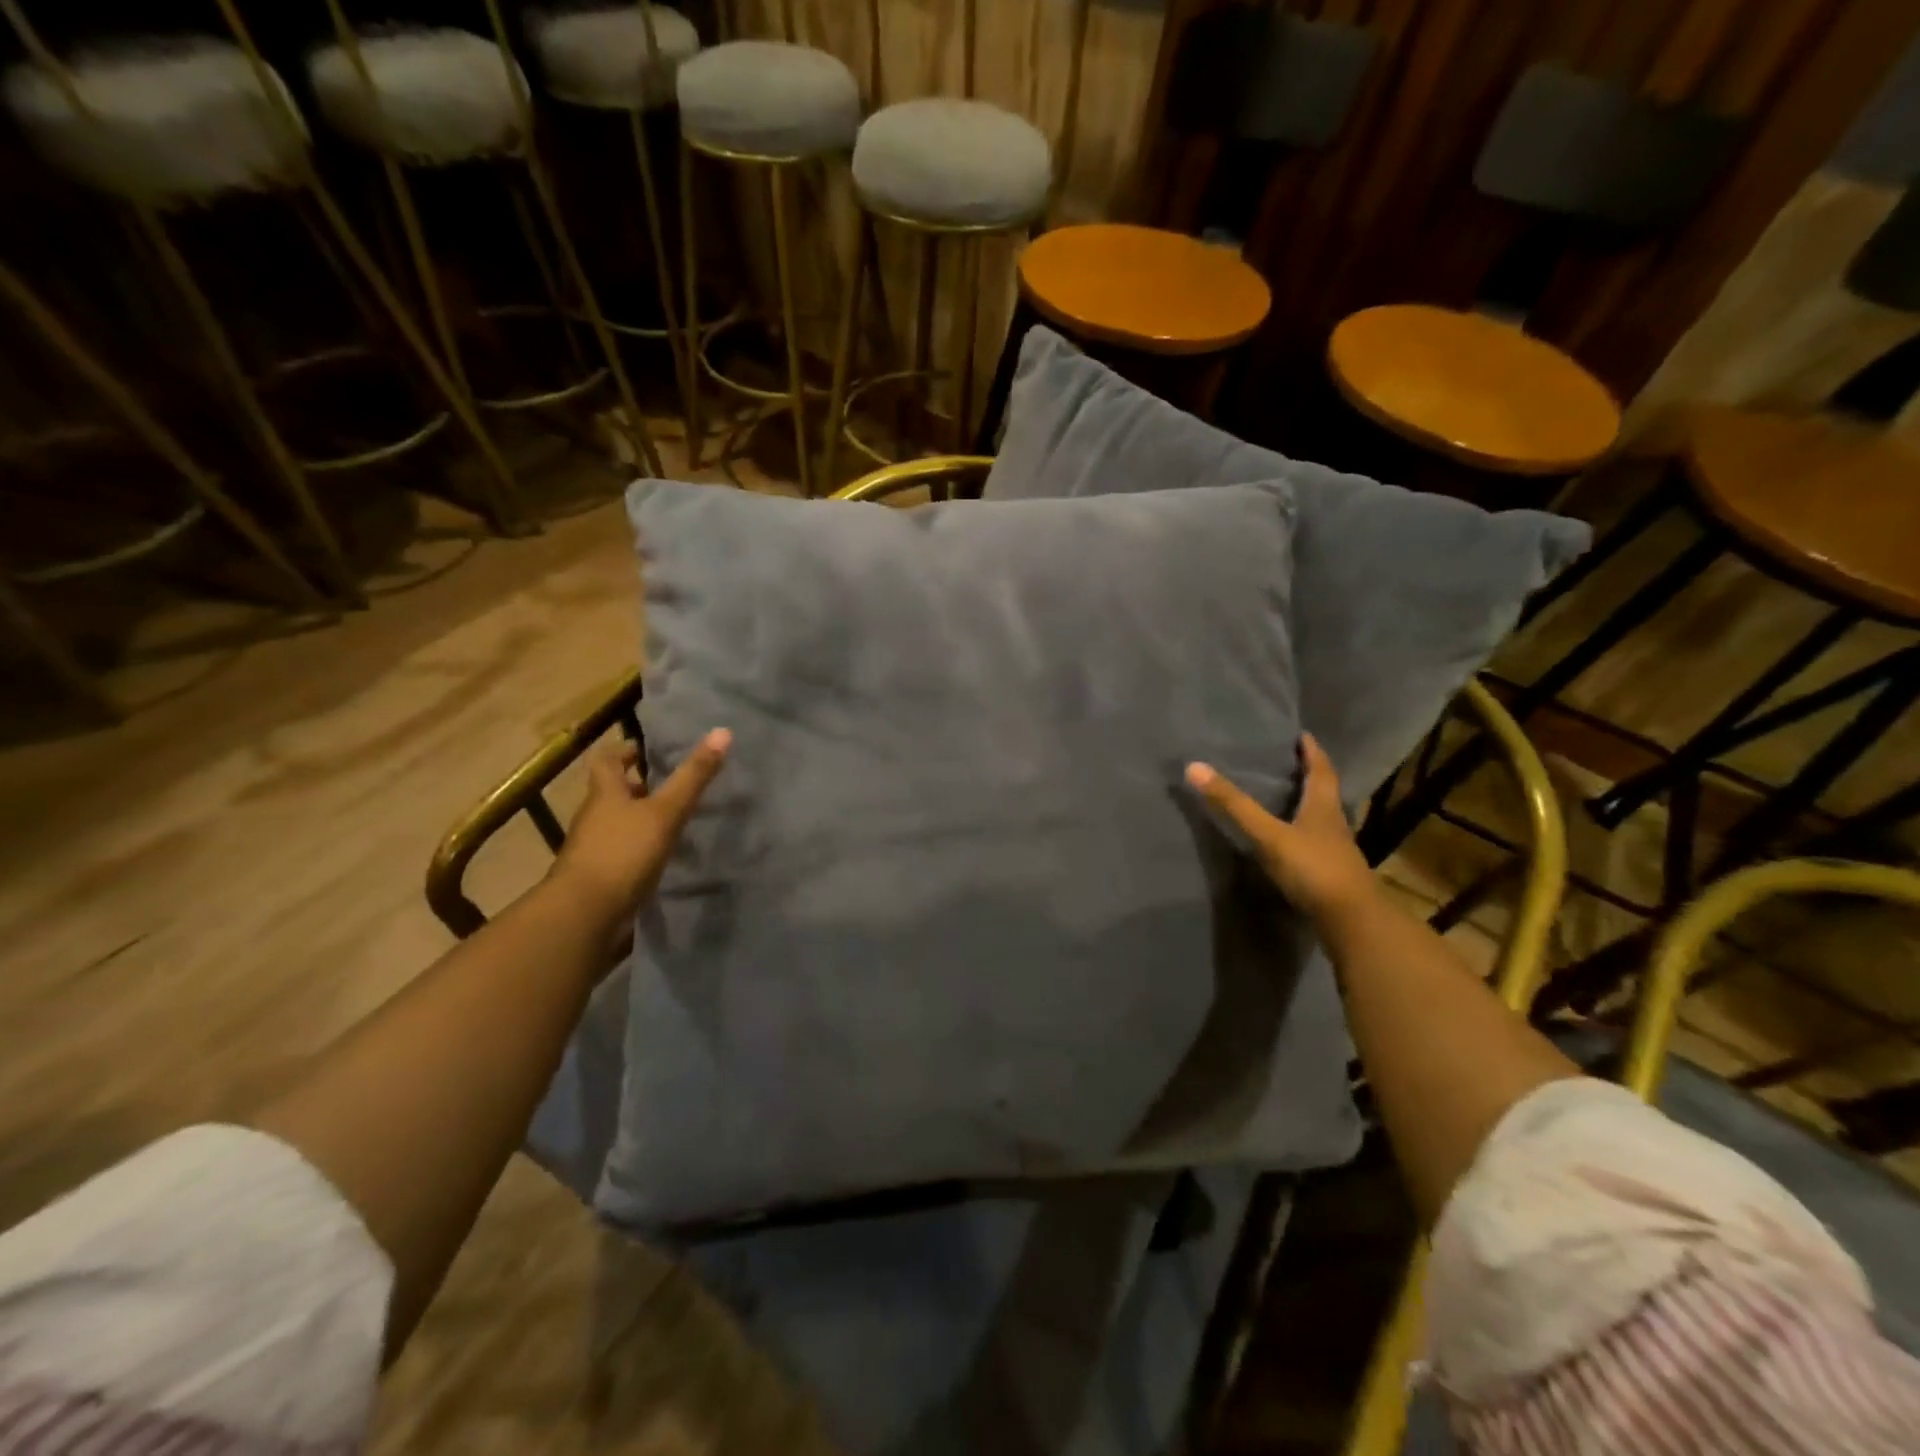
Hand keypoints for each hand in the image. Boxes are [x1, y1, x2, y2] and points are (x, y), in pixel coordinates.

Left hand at [552, 728, 730, 924]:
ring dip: (638, 819)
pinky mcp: (599, 878)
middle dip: (637, 786)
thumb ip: (693, 776)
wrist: (586, 914)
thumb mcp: (665, 811)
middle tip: (668, 784)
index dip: (624, 751)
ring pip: (616, 824)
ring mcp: (593, 849)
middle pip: (612, 793)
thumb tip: (723, 731)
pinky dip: (637, 850)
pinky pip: (620, 853)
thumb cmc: (624, 852)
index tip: (645, 750)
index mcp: (604, 794)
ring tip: (672, 821)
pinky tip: (660, 858)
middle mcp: (594, 817)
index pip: (607, 761)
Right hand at [1186, 734, 1376, 923]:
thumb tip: (1194, 766)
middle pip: (1324, 792)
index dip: (1312, 752)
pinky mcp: (1331, 873)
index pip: (1320, 770)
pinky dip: (1304, 833)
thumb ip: (1233, 805)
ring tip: (1289, 797)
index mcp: (1323, 807)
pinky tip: (1290, 840)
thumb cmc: (1312, 868)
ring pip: (1322, 818)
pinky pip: (1316, 843)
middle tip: (1292, 762)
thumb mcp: (1267, 834)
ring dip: (1308, 805)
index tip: (1303, 736)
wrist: (1350, 920)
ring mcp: (1335, 850)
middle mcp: (1333, 824)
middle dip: (1311, 775)